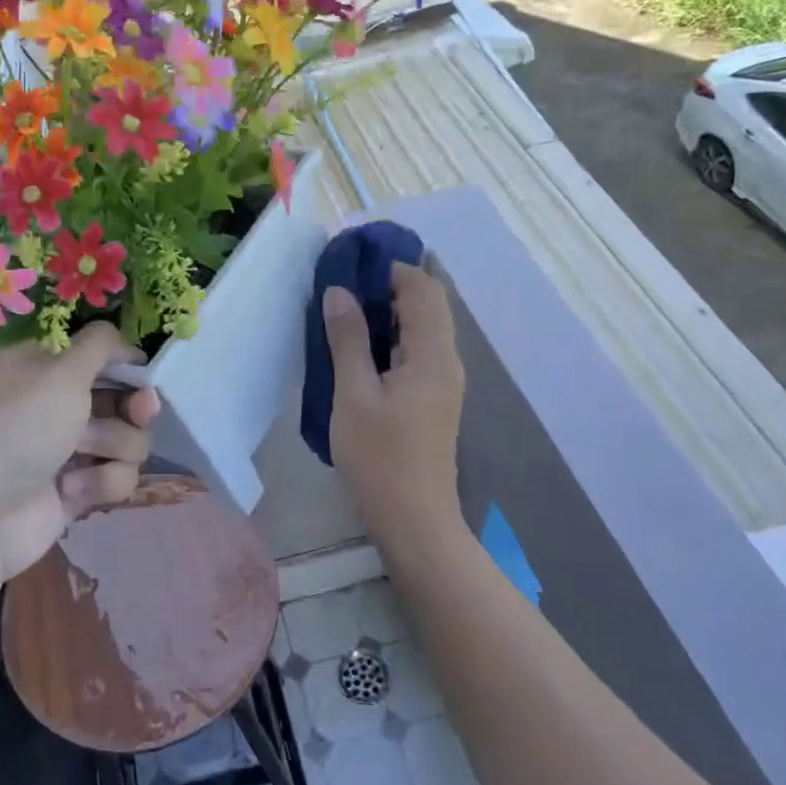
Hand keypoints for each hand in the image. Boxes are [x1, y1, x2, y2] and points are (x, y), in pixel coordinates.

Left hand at [0, 323, 160, 582]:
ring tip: (81, 458)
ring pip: (128, 441)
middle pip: (124, 400)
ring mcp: (69, 449)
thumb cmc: (18, 429)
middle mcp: (58, 404)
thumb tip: (128, 343)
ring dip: (114, 448)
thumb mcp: (60, 372)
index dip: (127, 365)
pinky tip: (71, 489)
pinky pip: (118, 478)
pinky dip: (101, 482)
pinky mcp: (78, 490)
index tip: (143, 374)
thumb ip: (101, 345)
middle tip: (140, 414)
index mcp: (45, 368)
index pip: (101, 356)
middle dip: (133, 409)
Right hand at [324, 263, 465, 544]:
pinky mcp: (432, 399)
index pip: (423, 288)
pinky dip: (391, 336)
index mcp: (433, 354)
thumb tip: (339, 291)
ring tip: (343, 310)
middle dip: (388, 286)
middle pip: (427, 304)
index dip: (390, 268)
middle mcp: (446, 360)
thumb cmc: (380, 458)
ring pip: (421, 327)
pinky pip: (416, 350)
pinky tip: (358, 348)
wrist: (414, 521)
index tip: (349, 263)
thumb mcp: (353, 395)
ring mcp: (442, 381)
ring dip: (388, 311)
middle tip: (341, 284)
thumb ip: (348, 339)